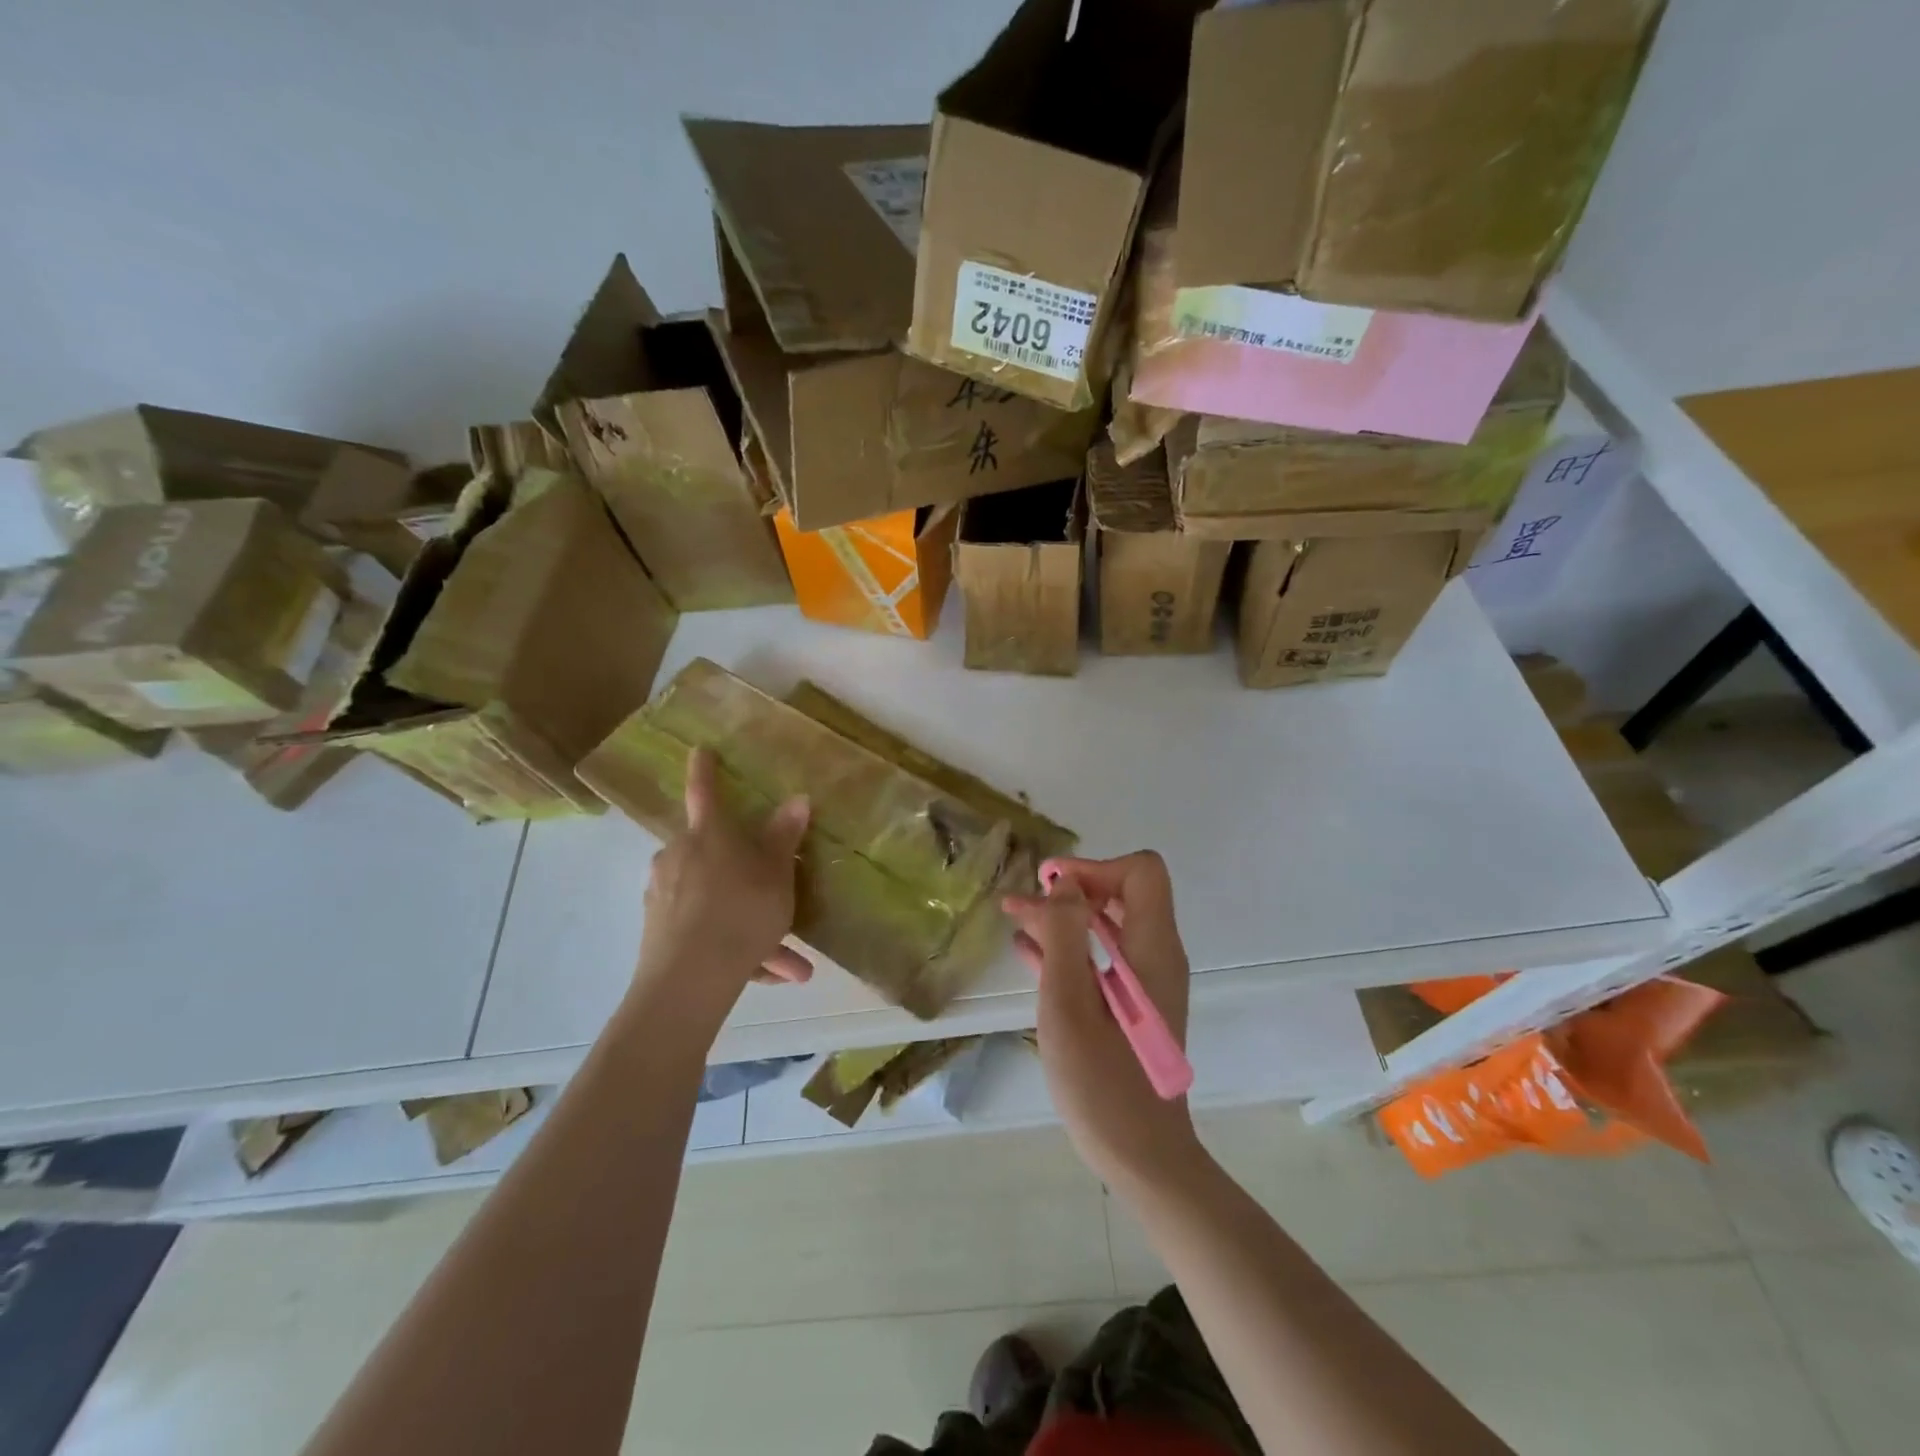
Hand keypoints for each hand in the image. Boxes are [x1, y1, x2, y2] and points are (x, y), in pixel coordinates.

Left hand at [634, 748, 812, 1021]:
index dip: (704, 770)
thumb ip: (784, 837)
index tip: (699, 749)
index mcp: (708, 835)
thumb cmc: (741, 911)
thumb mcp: (776, 874)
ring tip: (789, 965)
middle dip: (751, 880)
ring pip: (716, 901)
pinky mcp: (659, 932)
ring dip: (751, 924)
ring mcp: (664, 895)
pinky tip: (765, 976)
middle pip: (717, 856)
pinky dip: (735, 947)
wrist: (689, 980)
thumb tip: (798, 798)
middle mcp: (679, 857)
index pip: (705, 792)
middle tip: (781, 904)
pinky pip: (705, 931)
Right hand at [1003, 851, 1199, 1188]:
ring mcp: (1146, 984)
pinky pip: (1102, 960)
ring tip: (1016, 921)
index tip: (1050, 888)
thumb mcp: (1069, 1001)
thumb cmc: (1101, 1081)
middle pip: (1123, 894)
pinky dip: (1068, 950)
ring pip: (1107, 928)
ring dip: (1063, 920)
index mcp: (1152, 948)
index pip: (1141, 872)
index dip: (1094, 868)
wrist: (1141, 1158)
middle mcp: (1156, 957)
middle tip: (1021, 903)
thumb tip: (1064, 883)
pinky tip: (1028, 955)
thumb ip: (1064, 934)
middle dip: (1071, 891)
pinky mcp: (1132, 1008)